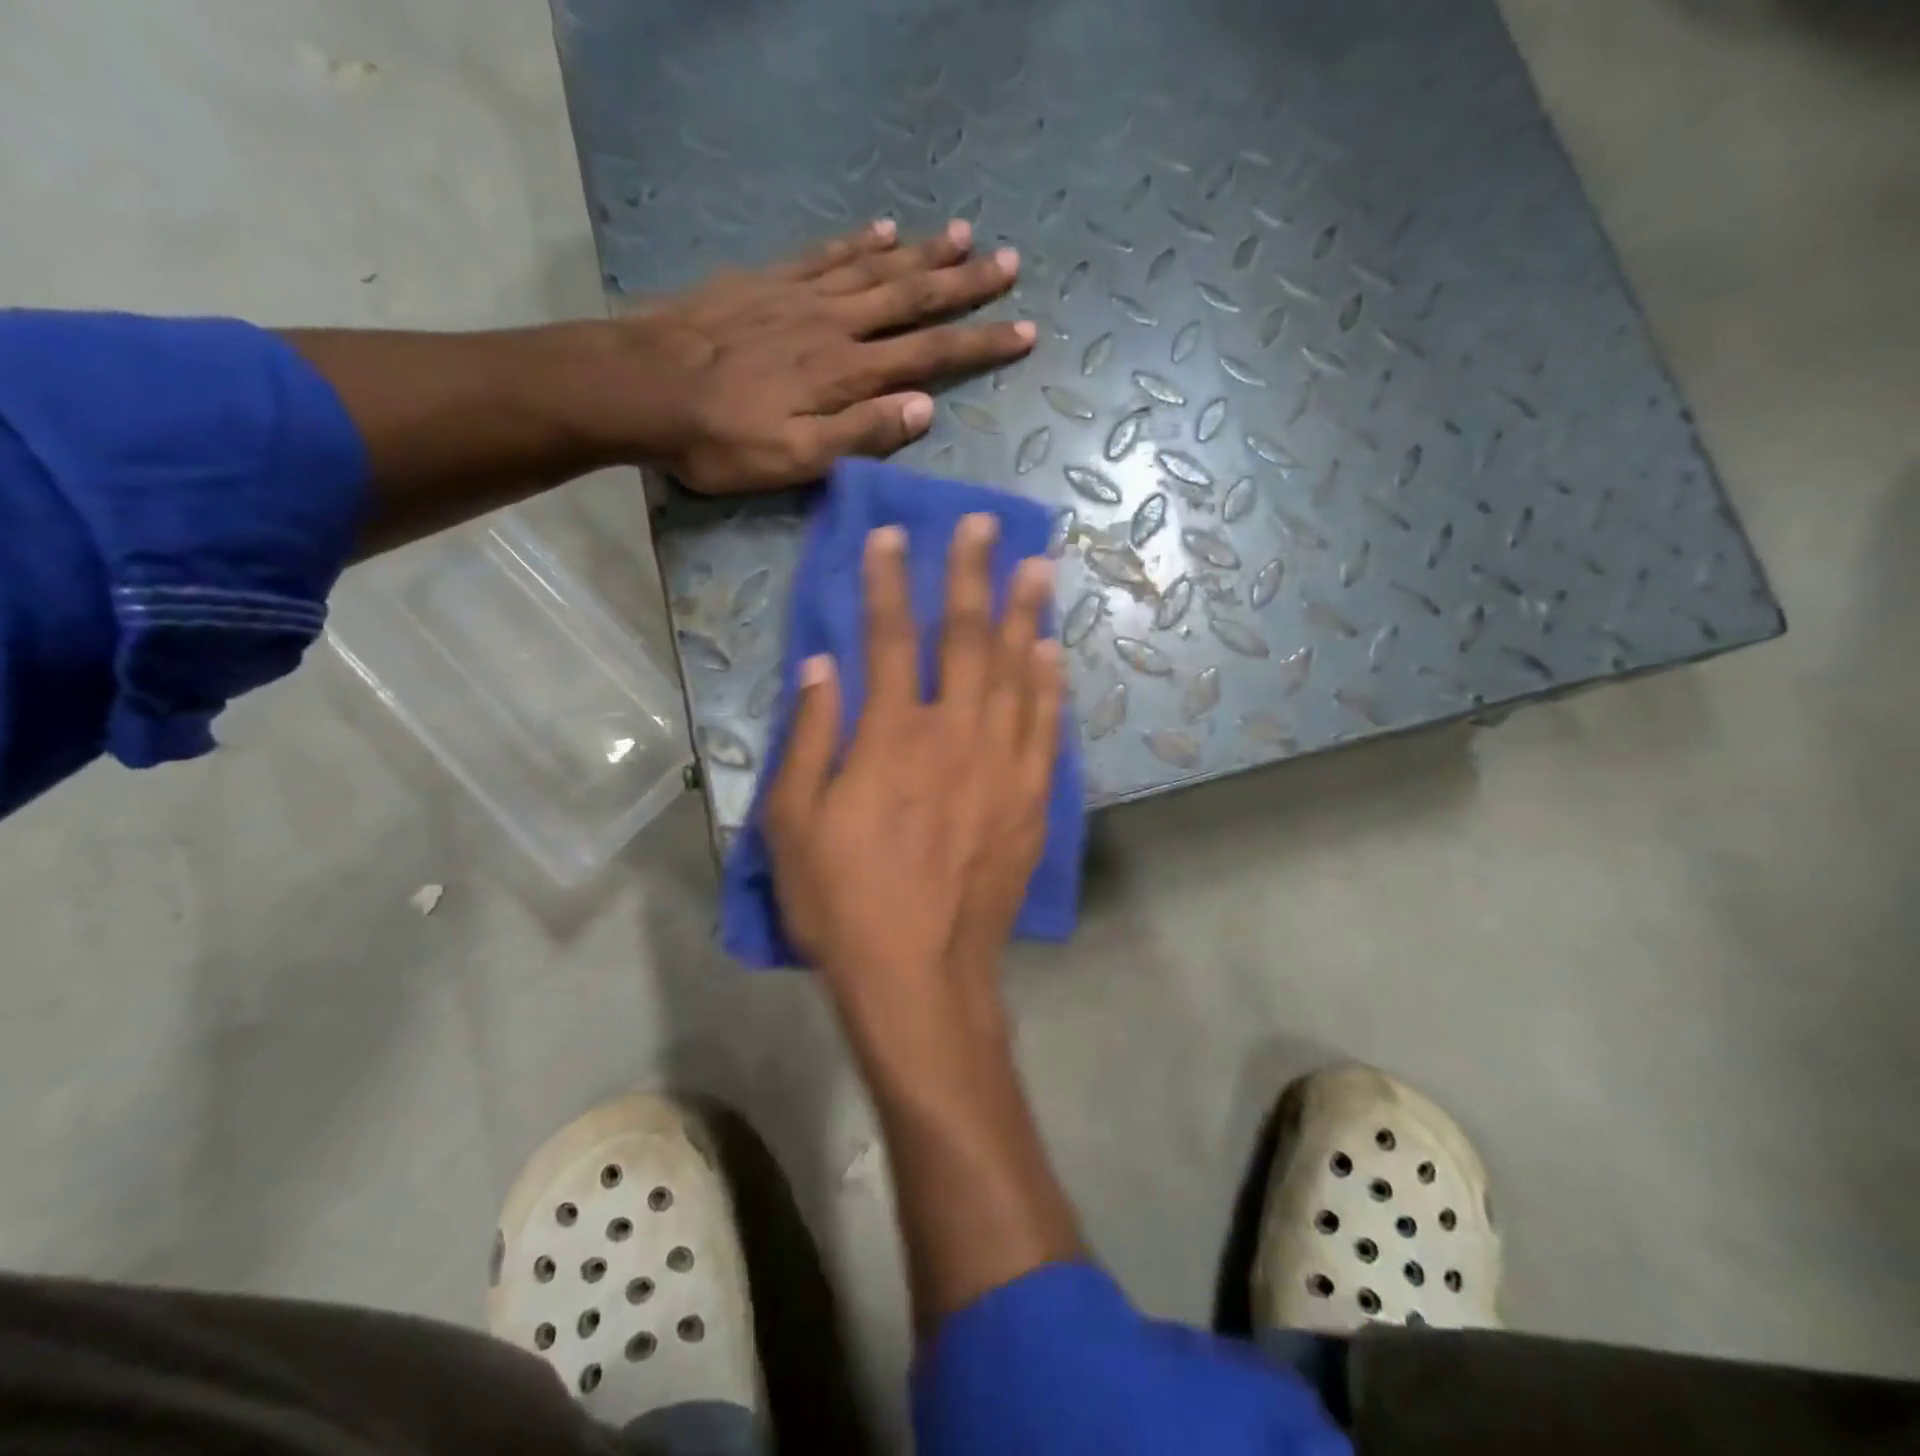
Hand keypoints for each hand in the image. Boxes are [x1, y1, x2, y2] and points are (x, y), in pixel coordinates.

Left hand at [613, 219, 1033, 493]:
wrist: (641, 387)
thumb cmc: (720, 439)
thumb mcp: (794, 459)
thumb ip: (860, 434)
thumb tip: (924, 409)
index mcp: (846, 373)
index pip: (930, 354)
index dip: (979, 343)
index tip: (1024, 329)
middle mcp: (835, 324)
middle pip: (912, 297)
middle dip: (965, 284)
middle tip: (1009, 262)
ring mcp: (800, 295)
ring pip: (876, 267)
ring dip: (923, 252)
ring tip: (964, 233)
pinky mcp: (767, 281)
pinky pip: (825, 253)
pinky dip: (859, 241)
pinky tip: (883, 229)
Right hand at [764, 515, 1062, 1018]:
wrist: (920, 976)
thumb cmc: (843, 903)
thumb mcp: (793, 824)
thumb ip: (810, 738)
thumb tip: (821, 667)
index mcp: (889, 737)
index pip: (887, 639)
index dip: (886, 582)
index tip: (892, 536)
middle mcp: (952, 736)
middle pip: (964, 639)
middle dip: (971, 575)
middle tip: (985, 525)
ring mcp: (1002, 767)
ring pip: (1017, 673)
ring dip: (1025, 615)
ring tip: (1037, 566)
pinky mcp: (1032, 801)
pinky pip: (1047, 729)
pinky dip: (1051, 686)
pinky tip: (1053, 653)